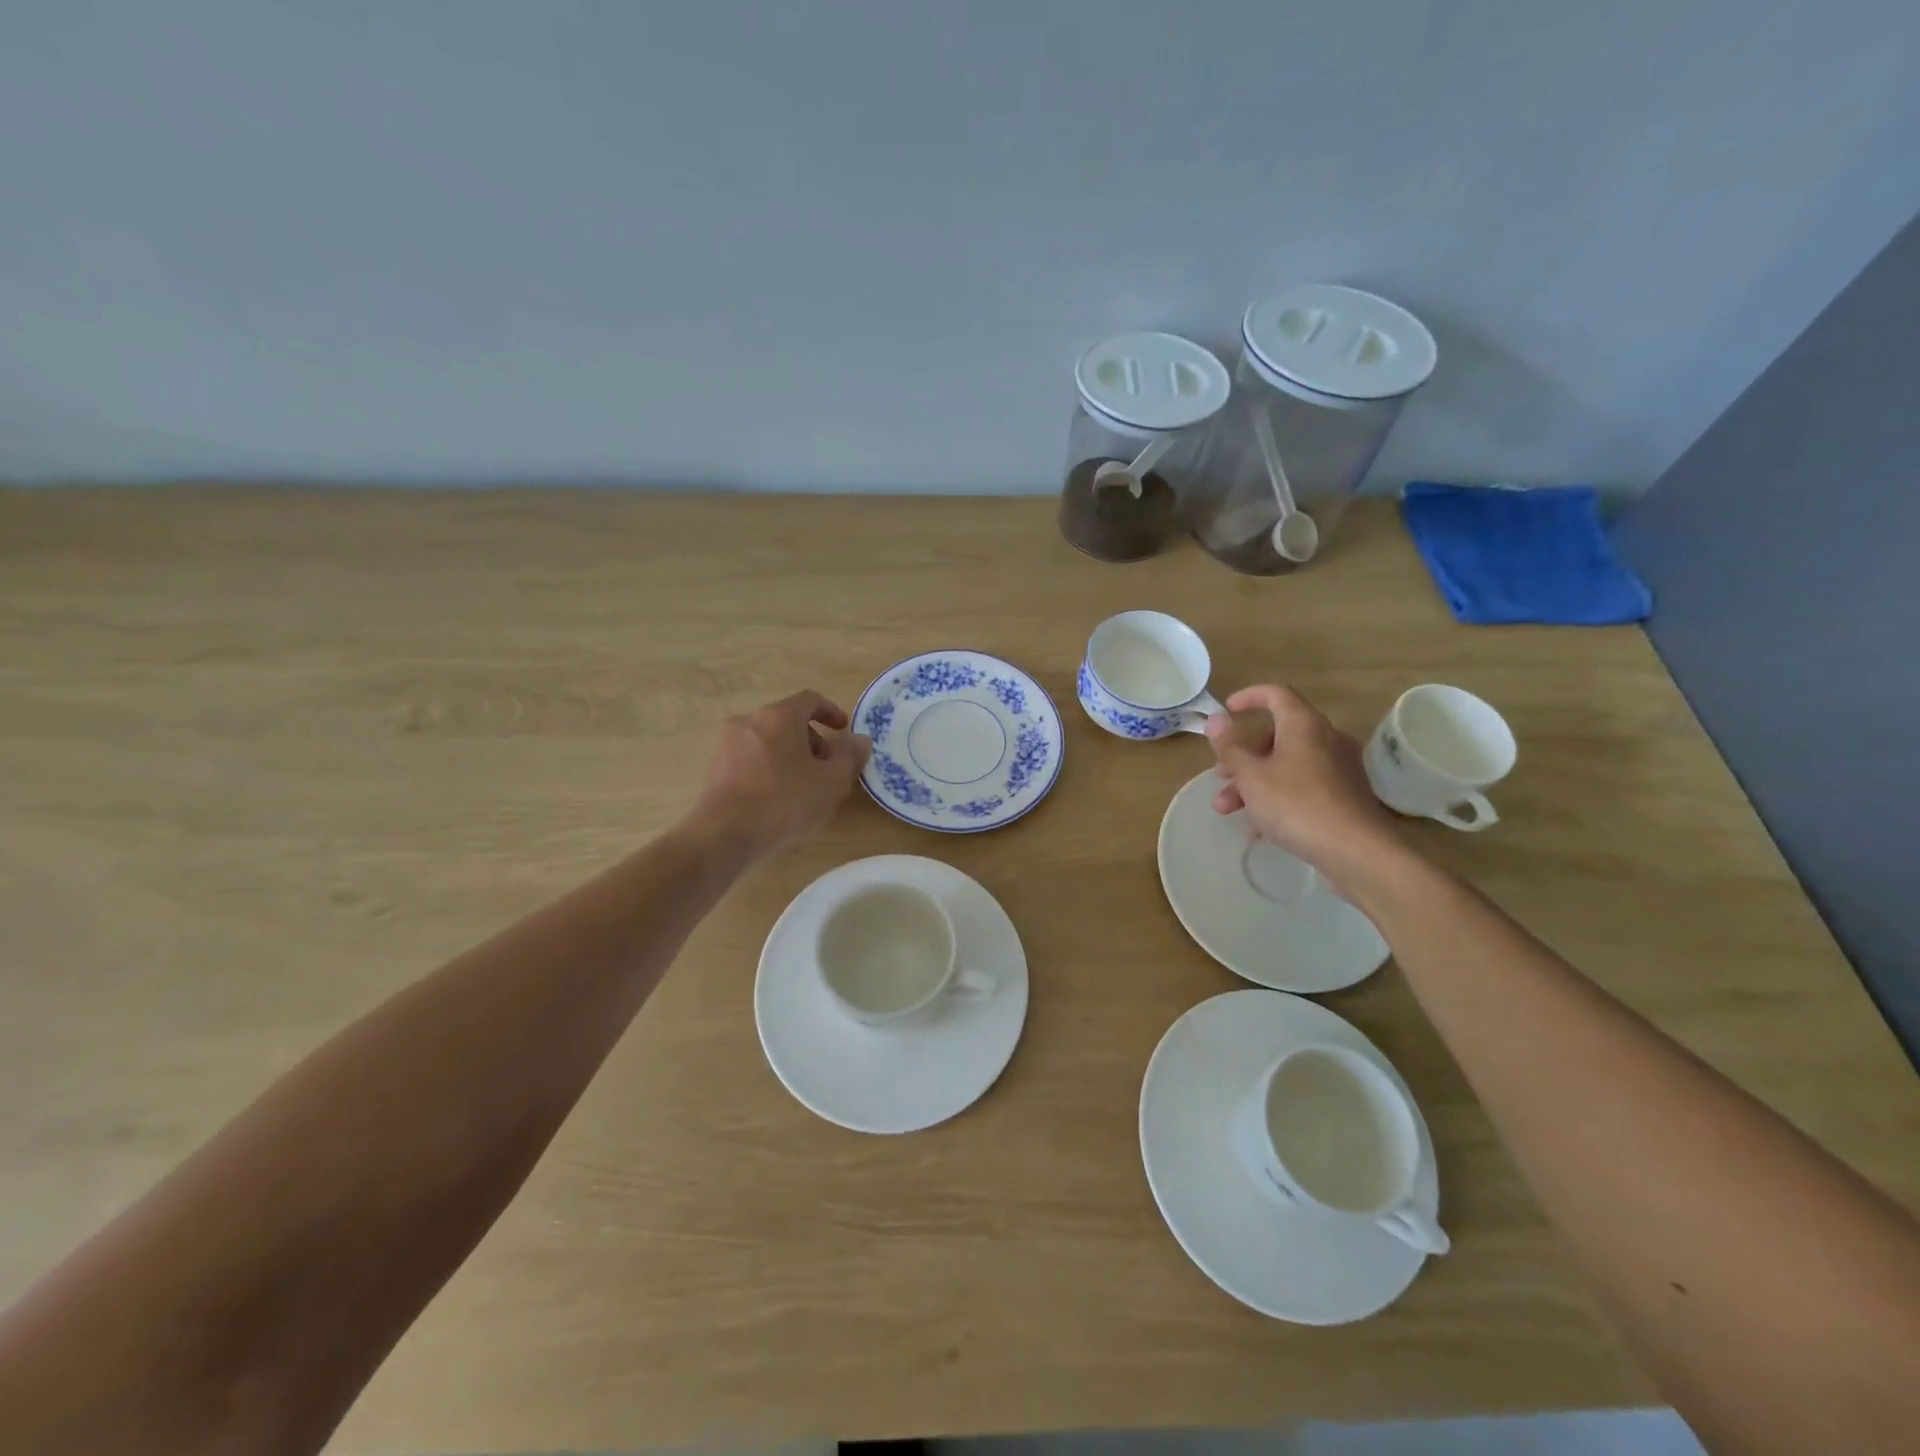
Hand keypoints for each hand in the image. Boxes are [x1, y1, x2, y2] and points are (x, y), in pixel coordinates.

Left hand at [690, 690, 871, 860]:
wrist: (723, 835)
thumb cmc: (784, 801)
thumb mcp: (830, 782)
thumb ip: (849, 757)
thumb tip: (860, 740)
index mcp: (779, 716)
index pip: (810, 700)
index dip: (831, 711)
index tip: (843, 730)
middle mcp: (749, 721)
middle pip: (788, 721)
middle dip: (813, 741)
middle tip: (828, 769)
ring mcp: (727, 744)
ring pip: (769, 741)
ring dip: (792, 756)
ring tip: (805, 788)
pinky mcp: (715, 768)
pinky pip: (752, 758)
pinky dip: (770, 768)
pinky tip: (778, 799)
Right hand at [1206, 684, 1404, 892]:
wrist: (1356, 851)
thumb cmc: (1296, 805)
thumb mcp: (1251, 775)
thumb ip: (1230, 747)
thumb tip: (1216, 719)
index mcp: (1304, 725)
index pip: (1276, 694)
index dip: (1249, 697)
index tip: (1227, 711)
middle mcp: (1326, 738)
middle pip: (1277, 735)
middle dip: (1242, 756)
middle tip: (1221, 777)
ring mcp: (1339, 767)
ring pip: (1287, 764)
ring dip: (1254, 781)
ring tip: (1228, 810)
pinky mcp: (1345, 795)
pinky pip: (1302, 786)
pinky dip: (1277, 797)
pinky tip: (1258, 828)